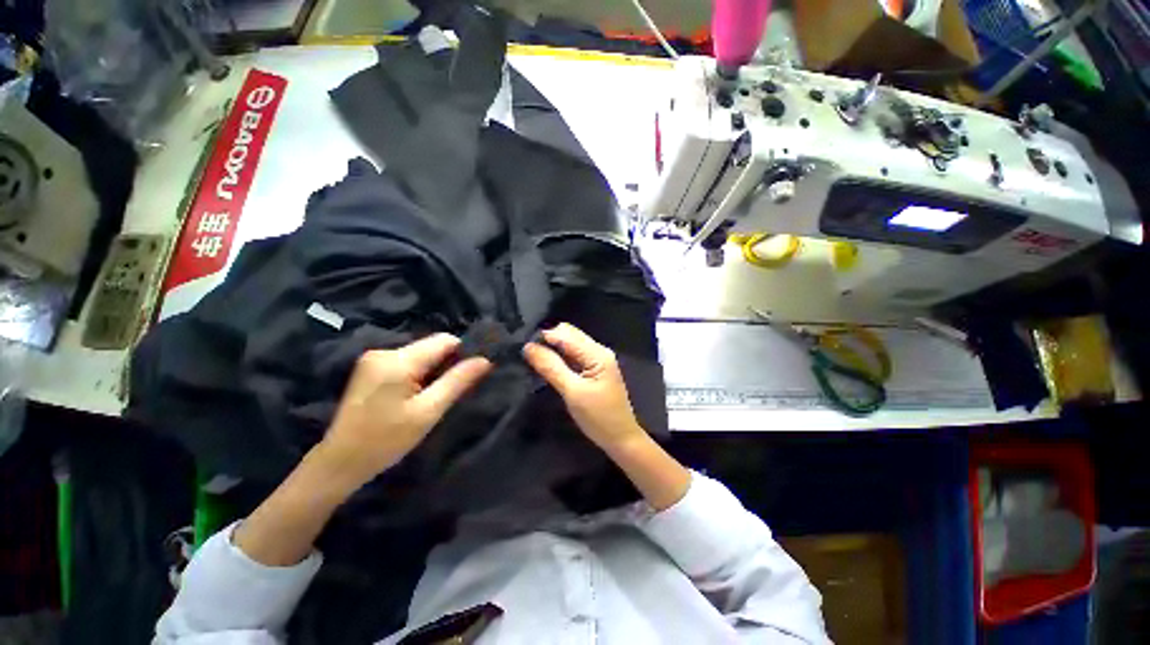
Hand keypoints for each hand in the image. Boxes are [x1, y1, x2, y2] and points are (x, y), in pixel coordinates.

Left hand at [319, 334, 491, 486]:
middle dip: (446, 364)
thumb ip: (457, 381)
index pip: (445, 340)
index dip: (462, 354)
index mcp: (398, 360)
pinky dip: (418, 373)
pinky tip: (413, 395)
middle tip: (447, 392)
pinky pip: (406, 360)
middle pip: (431, 345)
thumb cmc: (386, 440)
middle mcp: (384, 351)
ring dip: (432, 370)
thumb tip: (485, 360)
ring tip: (430, 396)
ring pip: (420, 353)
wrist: (339, 462)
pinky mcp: (370, 367)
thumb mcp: (428, 412)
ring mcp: (374, 358)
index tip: (467, 377)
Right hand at [523, 323, 646, 451]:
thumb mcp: (572, 392)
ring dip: (553, 350)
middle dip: (547, 341)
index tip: (523, 348)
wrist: (621, 438)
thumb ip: (551, 367)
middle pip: (568, 334)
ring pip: (570, 344)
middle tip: (528, 356)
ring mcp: (597, 359)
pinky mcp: (594, 368)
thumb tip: (528, 347)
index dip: (544, 337)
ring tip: (534, 360)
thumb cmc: (599, 418)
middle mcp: (598, 350)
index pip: (565, 334)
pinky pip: (574, 355)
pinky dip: (560, 358)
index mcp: (597, 353)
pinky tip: (548, 367)